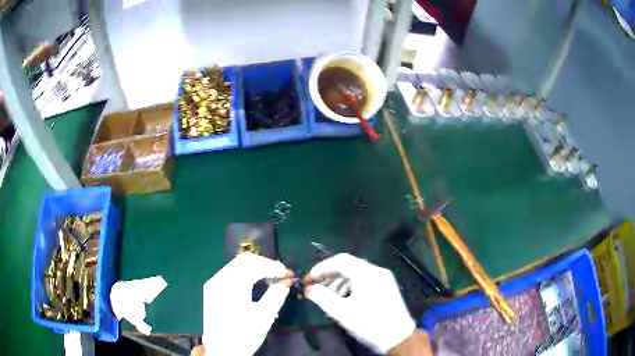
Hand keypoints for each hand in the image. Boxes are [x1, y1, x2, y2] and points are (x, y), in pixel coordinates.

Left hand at [202, 252, 291, 355]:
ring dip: (255, 267)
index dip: (273, 266)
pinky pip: (230, 272)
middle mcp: (219, 279)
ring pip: (236, 264)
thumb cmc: (244, 335)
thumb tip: (286, 281)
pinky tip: (255, 282)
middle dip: (264, 264)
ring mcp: (213, 283)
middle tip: (280, 274)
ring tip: (270, 278)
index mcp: (231, 285)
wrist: (221, 351)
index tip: (287, 273)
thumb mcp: (264, 316)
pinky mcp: (211, 289)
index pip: (254, 265)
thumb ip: (277, 295)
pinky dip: (245, 273)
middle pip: (243, 260)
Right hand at [306, 253, 415, 353]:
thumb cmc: (369, 324)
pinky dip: (350, 286)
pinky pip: (364, 280)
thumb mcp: (342, 312)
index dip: (321, 268)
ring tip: (328, 297)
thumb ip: (322, 297)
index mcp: (367, 273)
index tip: (308, 279)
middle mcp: (377, 271)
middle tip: (315, 288)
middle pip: (348, 265)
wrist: (398, 337)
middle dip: (329, 275)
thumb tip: (308, 289)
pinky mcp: (386, 286)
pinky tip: (343, 299)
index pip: (340, 261)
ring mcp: (383, 278)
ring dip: (339, 282)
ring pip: (356, 273)